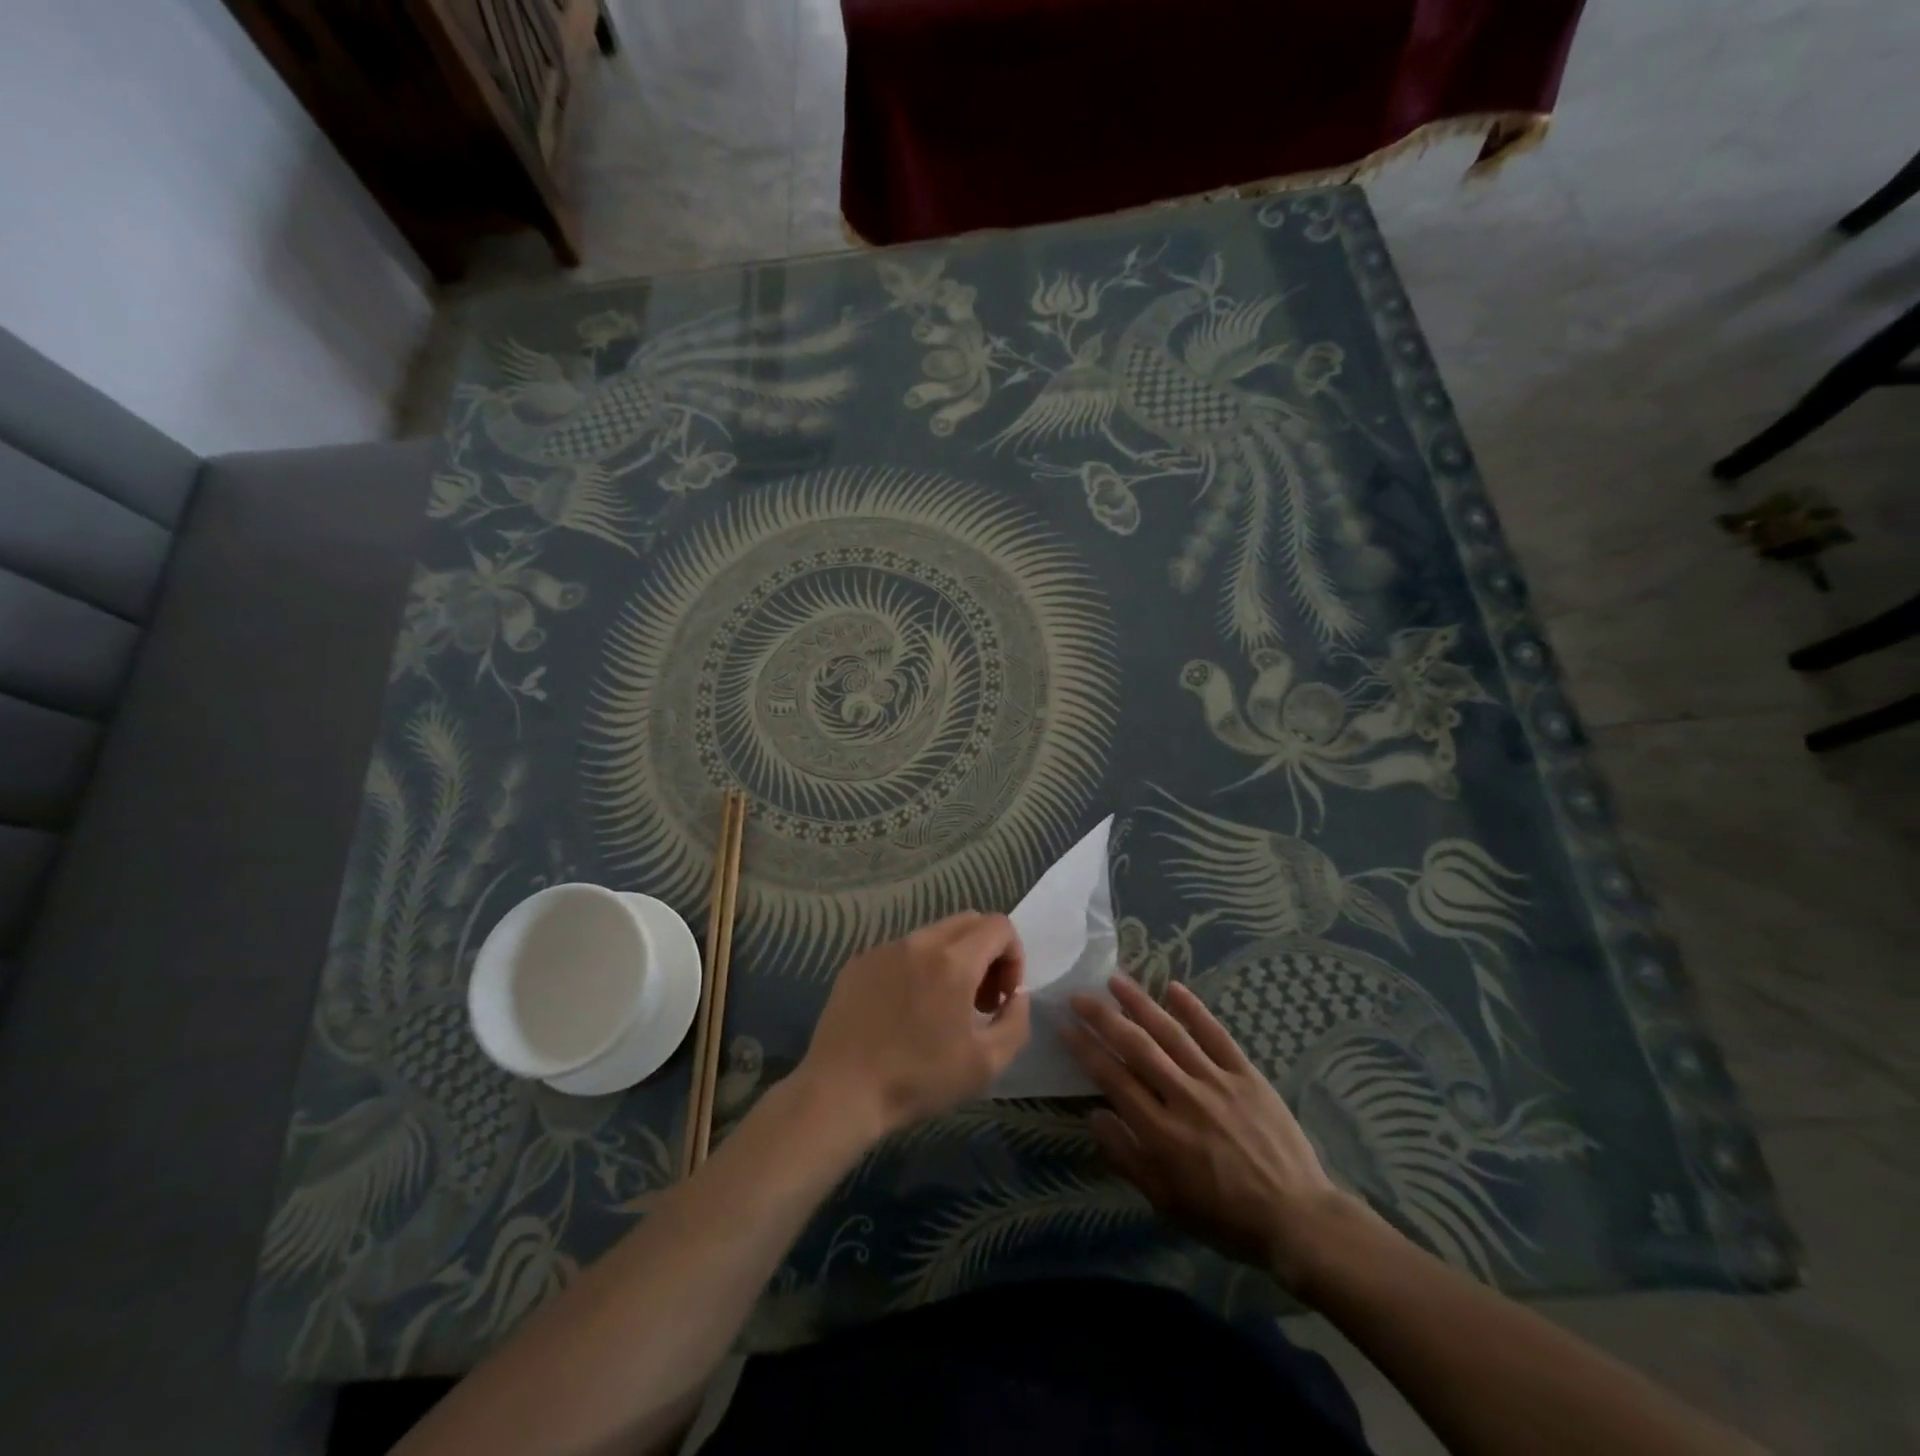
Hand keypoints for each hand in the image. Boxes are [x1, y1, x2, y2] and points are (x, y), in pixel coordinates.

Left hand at [797, 913, 1030, 1140]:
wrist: (841, 1092)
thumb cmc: (919, 1080)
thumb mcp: (987, 1063)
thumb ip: (1016, 1021)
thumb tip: (1016, 995)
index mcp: (954, 961)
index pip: (999, 926)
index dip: (1014, 957)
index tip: (1003, 997)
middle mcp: (919, 942)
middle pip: (969, 922)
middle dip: (986, 953)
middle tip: (979, 1000)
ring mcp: (884, 949)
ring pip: (933, 935)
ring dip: (952, 960)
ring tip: (941, 1008)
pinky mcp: (859, 962)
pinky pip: (901, 951)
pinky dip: (917, 969)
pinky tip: (904, 1012)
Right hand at [1064, 977, 1357, 1288]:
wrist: (1297, 1219)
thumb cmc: (1224, 1217)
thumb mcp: (1166, 1203)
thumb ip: (1127, 1158)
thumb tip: (1094, 1115)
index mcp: (1161, 1132)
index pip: (1113, 1078)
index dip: (1086, 1049)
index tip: (1065, 1027)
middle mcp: (1184, 1097)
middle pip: (1137, 1046)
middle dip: (1104, 1017)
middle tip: (1079, 996)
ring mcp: (1217, 1081)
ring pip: (1171, 1032)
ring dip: (1140, 1003)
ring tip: (1115, 980)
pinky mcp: (1246, 1074)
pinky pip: (1216, 1034)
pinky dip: (1194, 1009)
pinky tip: (1173, 987)